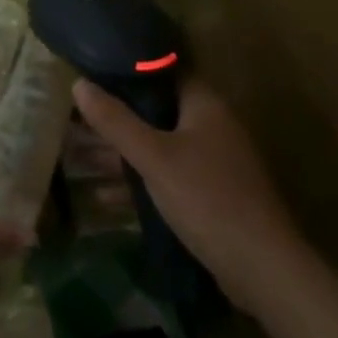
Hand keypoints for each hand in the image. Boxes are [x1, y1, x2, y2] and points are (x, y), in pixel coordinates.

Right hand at [72, 76, 303, 312]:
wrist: (262, 270)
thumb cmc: (207, 198)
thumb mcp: (153, 157)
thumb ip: (115, 120)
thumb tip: (78, 83)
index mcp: (204, 106)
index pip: (163, 70)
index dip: (127, 68)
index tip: (90, 68)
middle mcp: (210, 127)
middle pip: (154, 110)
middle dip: (115, 115)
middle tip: (74, 113)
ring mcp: (211, 162)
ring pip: (156, 145)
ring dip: (120, 151)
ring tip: (76, 152)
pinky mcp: (208, 194)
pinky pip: (164, 176)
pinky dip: (137, 181)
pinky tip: (102, 195)